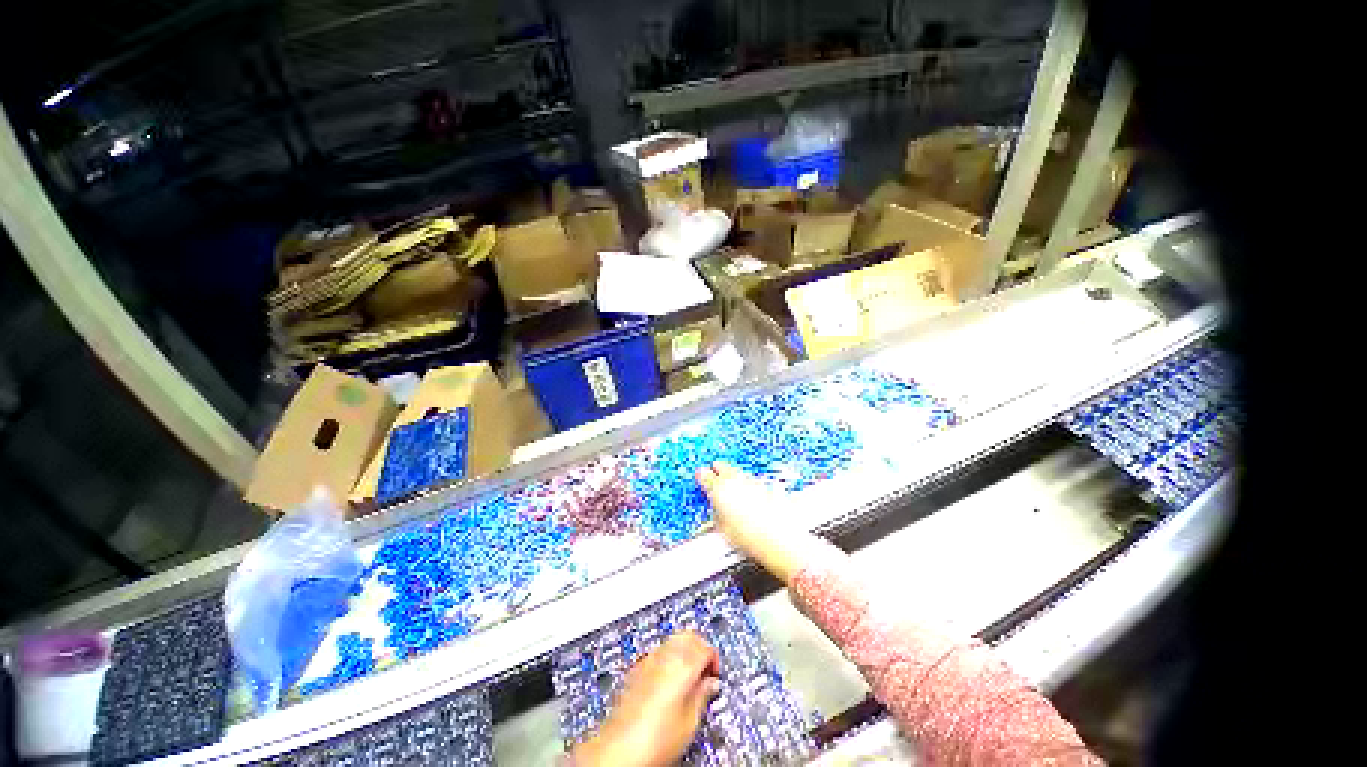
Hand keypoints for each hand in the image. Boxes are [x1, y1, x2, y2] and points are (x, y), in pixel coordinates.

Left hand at [571, 632, 720, 766]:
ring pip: (673, 639)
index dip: (714, 660)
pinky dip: (669, 656)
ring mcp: (648, 660)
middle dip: (700, 648)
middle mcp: (665, 655)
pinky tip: (669, 678)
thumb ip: (703, 696)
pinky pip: (658, 650)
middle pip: (689, 635)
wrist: (619, 750)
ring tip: (689, 675)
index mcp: (683, 664)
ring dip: (684, 650)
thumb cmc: (654, 741)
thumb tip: (711, 684)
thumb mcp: (690, 722)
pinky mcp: (636, 668)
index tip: (715, 676)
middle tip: (705, 670)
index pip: (706, 647)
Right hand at [697, 463, 807, 583]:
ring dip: (734, 478)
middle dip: (718, 471)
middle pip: (722, 467)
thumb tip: (714, 515)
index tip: (701, 479)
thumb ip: (716, 516)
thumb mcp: (724, 531)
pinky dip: (749, 484)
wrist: (782, 539)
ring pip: (738, 472)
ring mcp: (752, 480)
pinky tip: (750, 496)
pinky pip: (752, 479)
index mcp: (719, 489)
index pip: (704, 475)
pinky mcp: (767, 484)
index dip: (702, 477)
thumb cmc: (754, 538)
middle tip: (715, 478)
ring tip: (733, 491)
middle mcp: (736, 480)